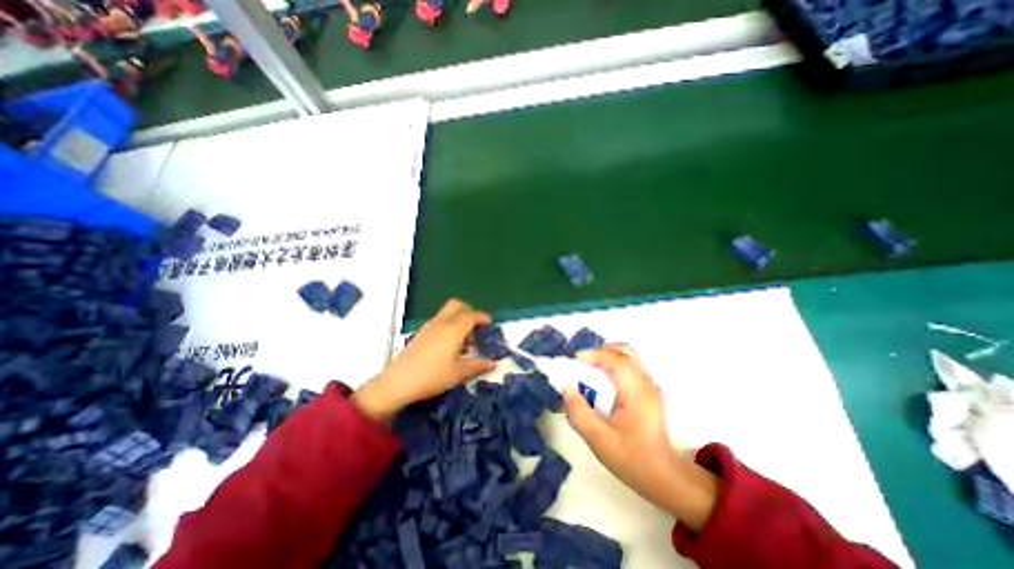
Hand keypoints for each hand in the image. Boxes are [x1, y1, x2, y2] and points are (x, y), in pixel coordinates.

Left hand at [353, 300, 494, 418]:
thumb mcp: (459, 373)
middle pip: (457, 305)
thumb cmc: (432, 376)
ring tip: (465, 342)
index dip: (482, 317)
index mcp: (453, 329)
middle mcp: (441, 323)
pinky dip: (449, 326)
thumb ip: (477, 365)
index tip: (490, 324)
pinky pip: (439, 322)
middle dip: (469, 312)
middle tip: (476, 328)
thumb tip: (492, 364)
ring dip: (459, 320)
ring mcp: (429, 327)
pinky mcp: (421, 334)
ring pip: (447, 313)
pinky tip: (450, 347)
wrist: (398, 383)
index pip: (471, 315)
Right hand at [563, 342, 719, 533]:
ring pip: (626, 357)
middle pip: (624, 351)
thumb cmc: (632, 459)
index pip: (617, 361)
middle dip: (600, 352)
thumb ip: (579, 413)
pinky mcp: (647, 391)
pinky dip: (611, 366)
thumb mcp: (598, 440)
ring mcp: (649, 386)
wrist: (664, 478)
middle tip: (581, 364)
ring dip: (605, 358)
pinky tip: (601, 383)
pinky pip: (627, 367)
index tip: (574, 360)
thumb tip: (567, 388)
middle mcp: (646, 383)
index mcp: (637, 393)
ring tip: (588, 372)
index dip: (594, 355)